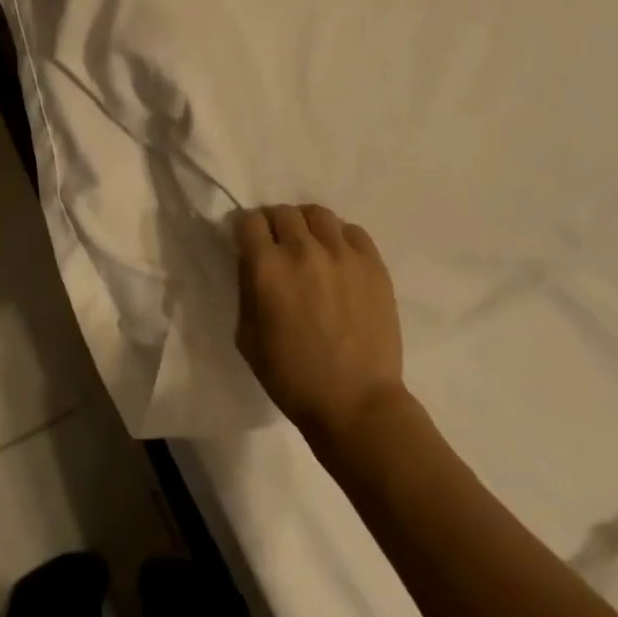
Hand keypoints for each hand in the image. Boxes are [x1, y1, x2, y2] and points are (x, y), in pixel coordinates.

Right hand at [234, 204, 405, 444]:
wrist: (356, 404)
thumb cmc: (292, 378)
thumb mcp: (247, 336)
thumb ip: (246, 289)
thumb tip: (252, 262)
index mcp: (267, 268)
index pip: (248, 220)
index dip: (244, 228)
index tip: (247, 241)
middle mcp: (303, 250)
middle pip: (283, 212)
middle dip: (274, 224)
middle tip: (277, 245)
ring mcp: (342, 254)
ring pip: (318, 214)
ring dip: (306, 225)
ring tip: (310, 245)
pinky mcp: (373, 264)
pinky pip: (352, 231)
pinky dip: (339, 238)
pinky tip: (338, 258)